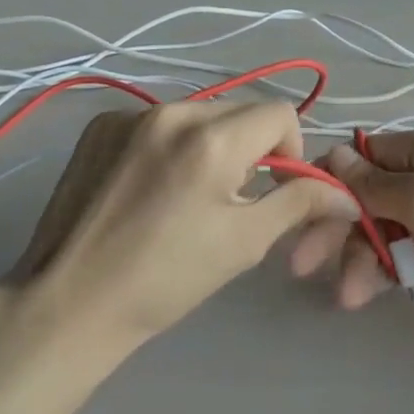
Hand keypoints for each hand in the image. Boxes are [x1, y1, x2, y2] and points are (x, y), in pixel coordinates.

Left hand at [8, 101, 351, 345]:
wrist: (69, 303)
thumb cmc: (165, 280)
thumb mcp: (243, 243)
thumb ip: (298, 203)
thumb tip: (343, 192)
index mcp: (211, 138)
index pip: (280, 113)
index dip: (291, 149)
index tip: (272, 188)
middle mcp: (172, 110)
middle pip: (238, 110)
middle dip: (250, 146)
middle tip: (231, 197)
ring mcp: (129, 114)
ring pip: (197, 113)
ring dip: (210, 143)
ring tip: (186, 193)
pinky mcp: (99, 124)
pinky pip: (156, 120)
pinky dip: (168, 143)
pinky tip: (148, 187)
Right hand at [291, 131, 413, 348]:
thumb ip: (375, 183)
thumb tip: (332, 155)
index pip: (360, 156)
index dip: (328, 178)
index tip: (297, 206)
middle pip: (362, 198)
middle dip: (333, 226)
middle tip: (301, 264)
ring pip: (374, 233)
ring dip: (354, 257)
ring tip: (346, 294)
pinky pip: (395, 261)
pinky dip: (377, 274)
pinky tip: (361, 295)